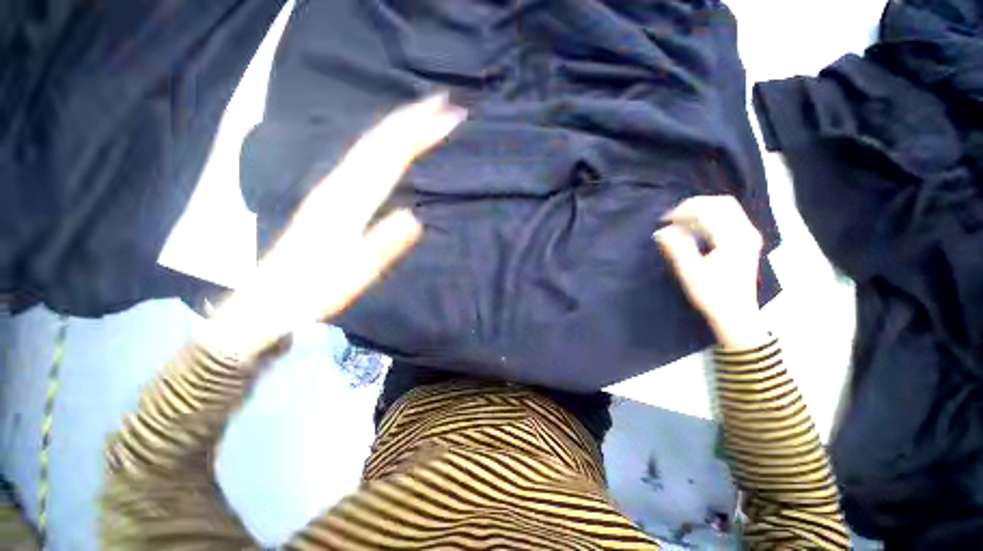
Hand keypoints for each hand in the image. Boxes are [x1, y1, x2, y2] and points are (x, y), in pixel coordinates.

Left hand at [203, 94, 465, 357]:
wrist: (267, 300)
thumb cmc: (311, 293)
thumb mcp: (349, 278)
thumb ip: (381, 247)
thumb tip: (415, 218)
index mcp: (346, 202)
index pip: (388, 156)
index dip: (418, 133)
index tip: (448, 117)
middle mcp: (338, 185)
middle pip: (378, 141)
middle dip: (412, 117)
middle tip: (445, 103)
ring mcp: (331, 188)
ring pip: (368, 145)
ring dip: (399, 124)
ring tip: (425, 114)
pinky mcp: (331, 196)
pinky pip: (362, 158)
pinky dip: (383, 142)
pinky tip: (392, 141)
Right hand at [653, 195, 767, 347]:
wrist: (736, 315)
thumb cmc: (712, 295)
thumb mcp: (690, 272)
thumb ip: (676, 247)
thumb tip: (661, 231)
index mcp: (733, 238)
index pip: (709, 210)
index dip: (684, 210)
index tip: (664, 220)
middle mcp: (746, 232)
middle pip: (721, 203)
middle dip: (694, 206)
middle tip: (672, 218)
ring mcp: (749, 236)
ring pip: (726, 209)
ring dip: (701, 211)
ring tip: (680, 223)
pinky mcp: (746, 241)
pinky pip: (728, 218)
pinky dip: (709, 218)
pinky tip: (694, 229)